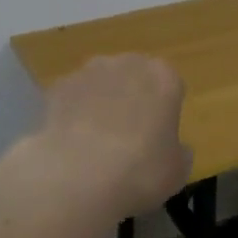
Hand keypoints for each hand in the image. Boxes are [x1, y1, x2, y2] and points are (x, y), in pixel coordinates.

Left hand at [31, 55, 189, 216]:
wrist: (78, 175)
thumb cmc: (141, 170)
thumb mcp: (177, 171)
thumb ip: (179, 152)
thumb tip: (174, 149)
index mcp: (164, 77)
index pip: (169, 86)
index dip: (164, 111)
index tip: (158, 137)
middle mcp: (127, 63)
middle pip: (133, 77)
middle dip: (132, 99)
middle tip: (128, 138)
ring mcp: (88, 72)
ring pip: (100, 84)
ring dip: (100, 103)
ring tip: (95, 143)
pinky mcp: (58, 87)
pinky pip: (72, 98)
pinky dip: (72, 114)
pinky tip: (71, 144)